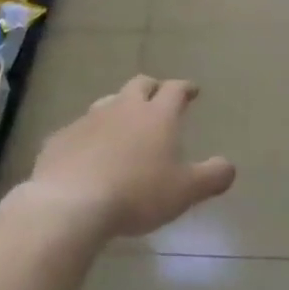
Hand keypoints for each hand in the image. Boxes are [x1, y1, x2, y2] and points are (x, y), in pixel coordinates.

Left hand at [27, 75, 236, 236]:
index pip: (175, 90)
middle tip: (158, 97)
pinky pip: (78, 130)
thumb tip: (228, 166)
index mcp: (157, 116)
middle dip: (151, 88)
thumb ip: (212, 176)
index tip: (192, 90)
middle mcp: (122, 109)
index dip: (185, 88)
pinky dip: (89, 135)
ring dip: (118, 108)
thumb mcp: (186, 191)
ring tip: (123, 123)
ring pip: (106, 103)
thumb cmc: (138, 194)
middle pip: (138, 85)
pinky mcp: (60, 139)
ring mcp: (87, 121)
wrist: (71, 204)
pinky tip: (88, 153)